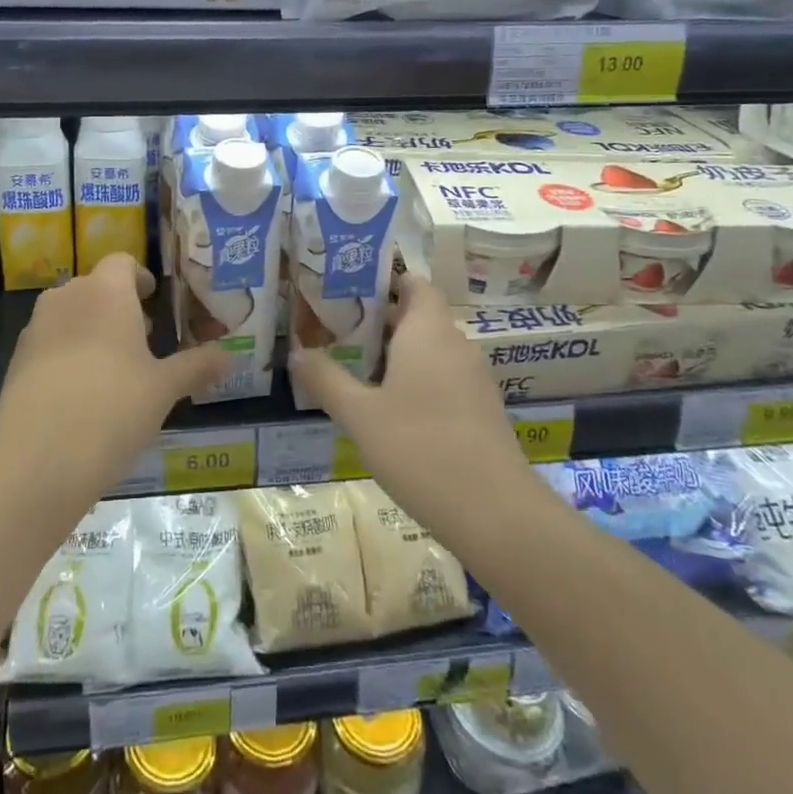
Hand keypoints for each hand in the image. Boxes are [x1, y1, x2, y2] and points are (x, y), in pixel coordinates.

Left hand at [0, 253, 230, 505]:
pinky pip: (49, 343)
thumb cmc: (113, 409)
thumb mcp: (164, 389)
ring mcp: (36, 328)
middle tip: (144, 341)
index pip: (122, 262)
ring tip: (114, 370)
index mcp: (107, 292)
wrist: (38, 459)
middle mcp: (67, 297)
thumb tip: (230, 356)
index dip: (140, 278)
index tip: (155, 302)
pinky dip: (67, 355)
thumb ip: (197, 366)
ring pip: (70, 314)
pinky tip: (82, 395)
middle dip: (119, 307)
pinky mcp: (16, 359)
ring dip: (92, 329)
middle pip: (95, 287)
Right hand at [289, 274, 529, 542]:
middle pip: (418, 316)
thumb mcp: (359, 415)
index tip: (350, 289)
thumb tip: (297, 351)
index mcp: (428, 331)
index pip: (415, 283)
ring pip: (431, 350)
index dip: (386, 280)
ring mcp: (474, 379)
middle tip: (336, 330)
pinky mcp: (482, 411)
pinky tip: (390, 410)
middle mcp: (455, 345)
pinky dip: (417, 381)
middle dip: (379, 321)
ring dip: (396, 354)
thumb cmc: (419, 448)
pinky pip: (444, 378)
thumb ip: (326, 378)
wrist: (495, 513)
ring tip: (355, 369)